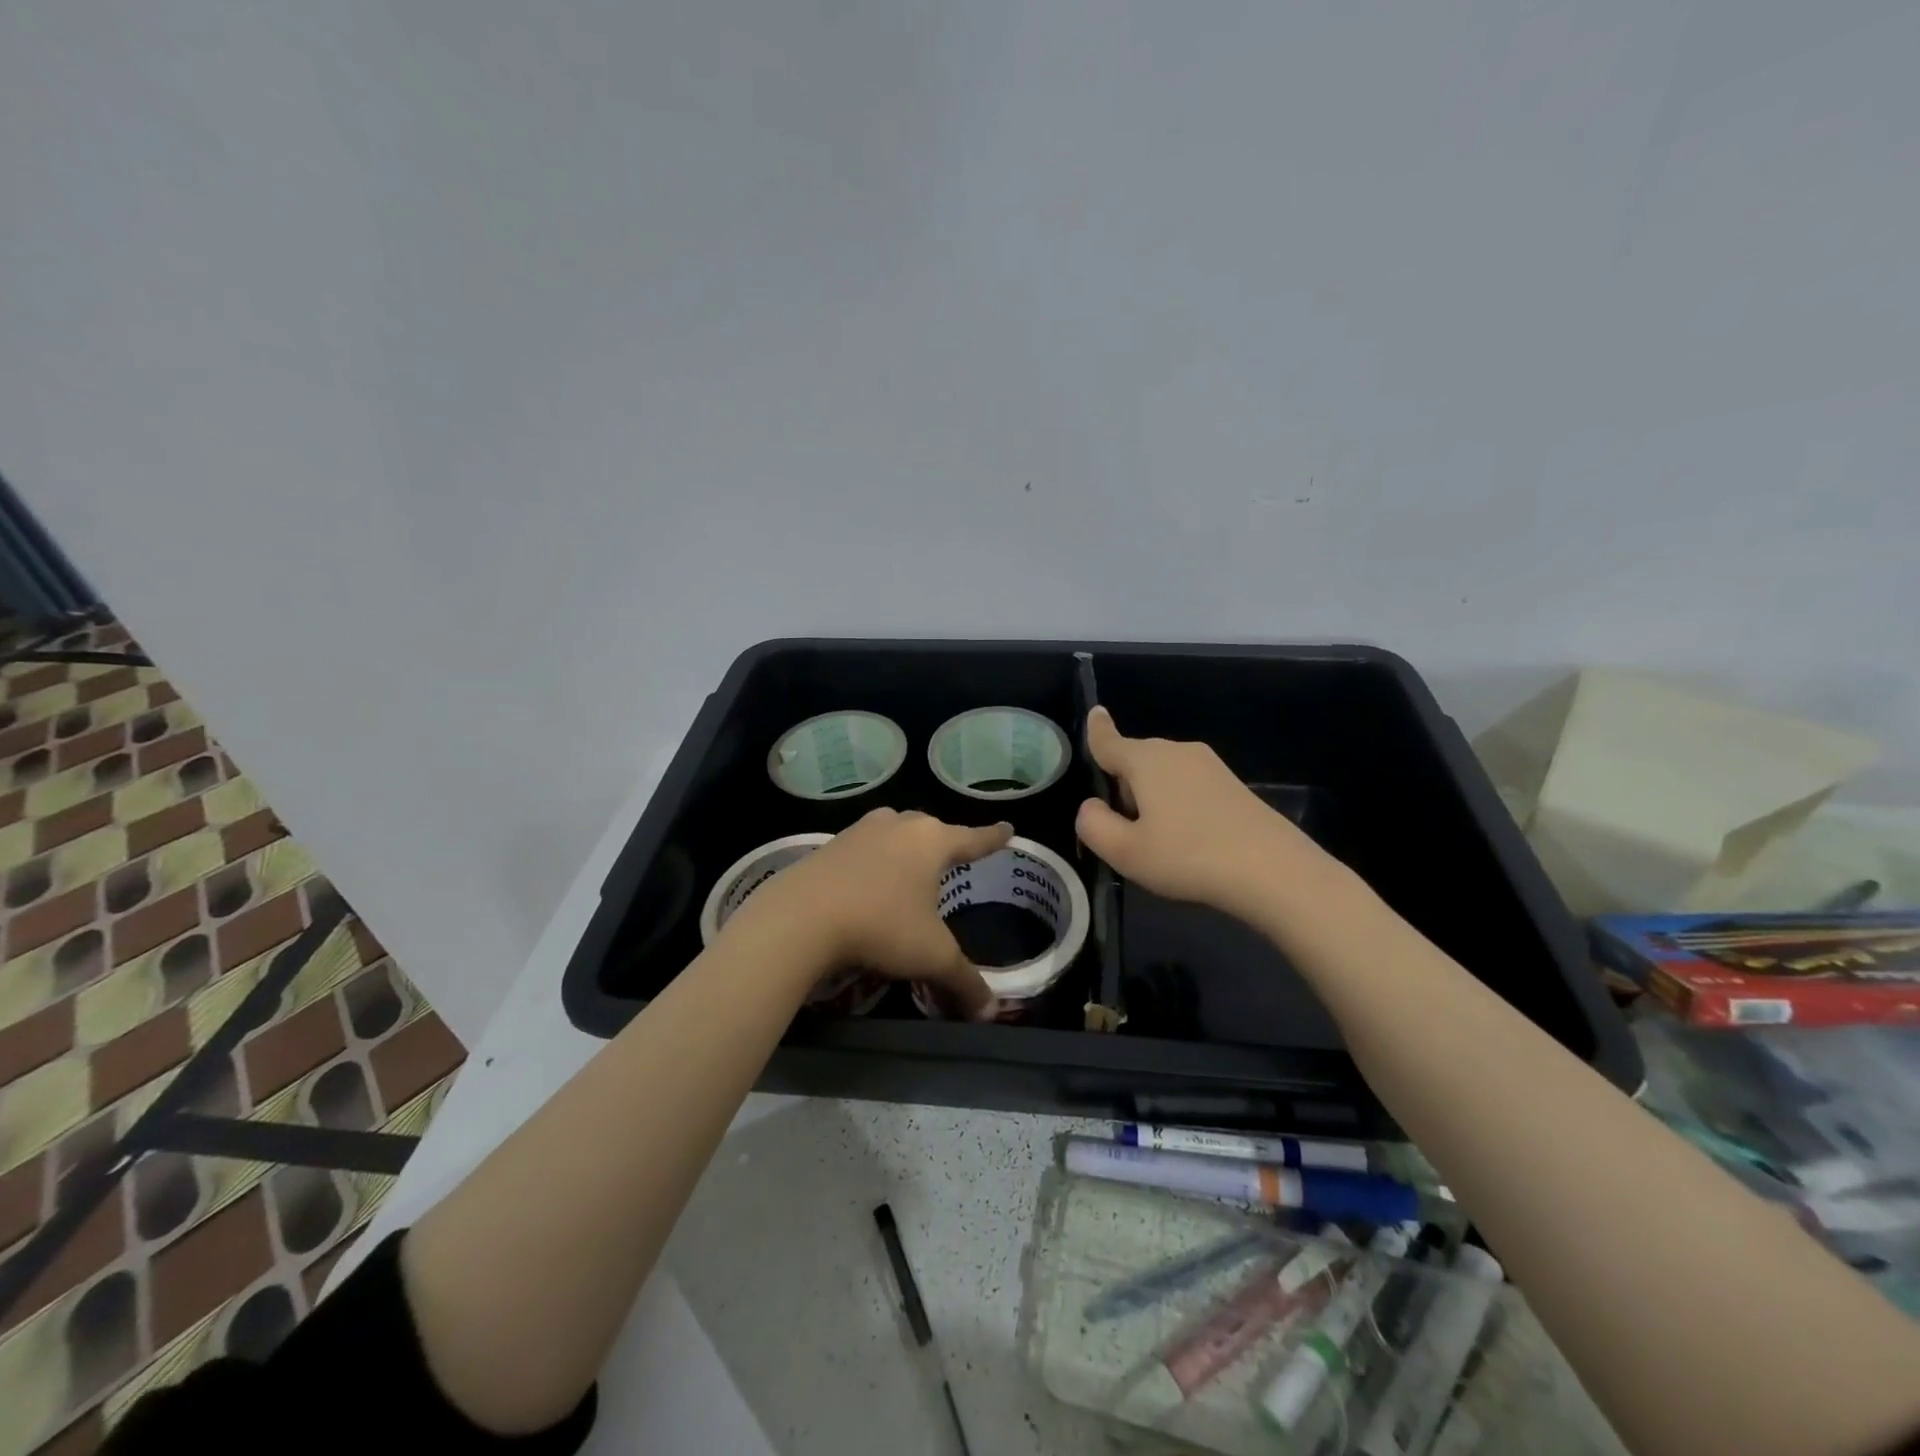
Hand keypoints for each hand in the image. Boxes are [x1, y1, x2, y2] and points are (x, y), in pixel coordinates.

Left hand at [724, 808, 1012, 1020]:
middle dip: (944, 841)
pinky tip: (867, 880)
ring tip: (908, 866)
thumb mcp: (931, 957)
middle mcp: (899, 827)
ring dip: (904, 844)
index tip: (1007, 826)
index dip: (993, 837)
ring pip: (893, 830)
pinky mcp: (829, 846)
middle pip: (929, 828)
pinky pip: (862, 846)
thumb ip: (964, 981)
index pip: (973, 838)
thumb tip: (991, 1012)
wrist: (802, 917)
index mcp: (932, 842)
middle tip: (952, 857)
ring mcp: (860, 832)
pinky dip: (872, 859)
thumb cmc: (881, 926)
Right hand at [1075, 707, 1321, 919]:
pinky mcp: (1232, 785)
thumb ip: (1094, 825)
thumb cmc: (1188, 856)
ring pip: (1163, 775)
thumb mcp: (1125, 852)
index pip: (1109, 741)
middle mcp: (1176, 752)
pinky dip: (1179, 805)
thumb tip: (1090, 807)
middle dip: (1123, 786)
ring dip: (1152, 799)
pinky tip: (1189, 842)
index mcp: (1145, 760)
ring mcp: (1209, 766)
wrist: (1272, 870)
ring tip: (1158, 843)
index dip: (1096, 731)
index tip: (1095, 713)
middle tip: (1124, 832)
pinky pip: (1189, 787)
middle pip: (1136, 761)